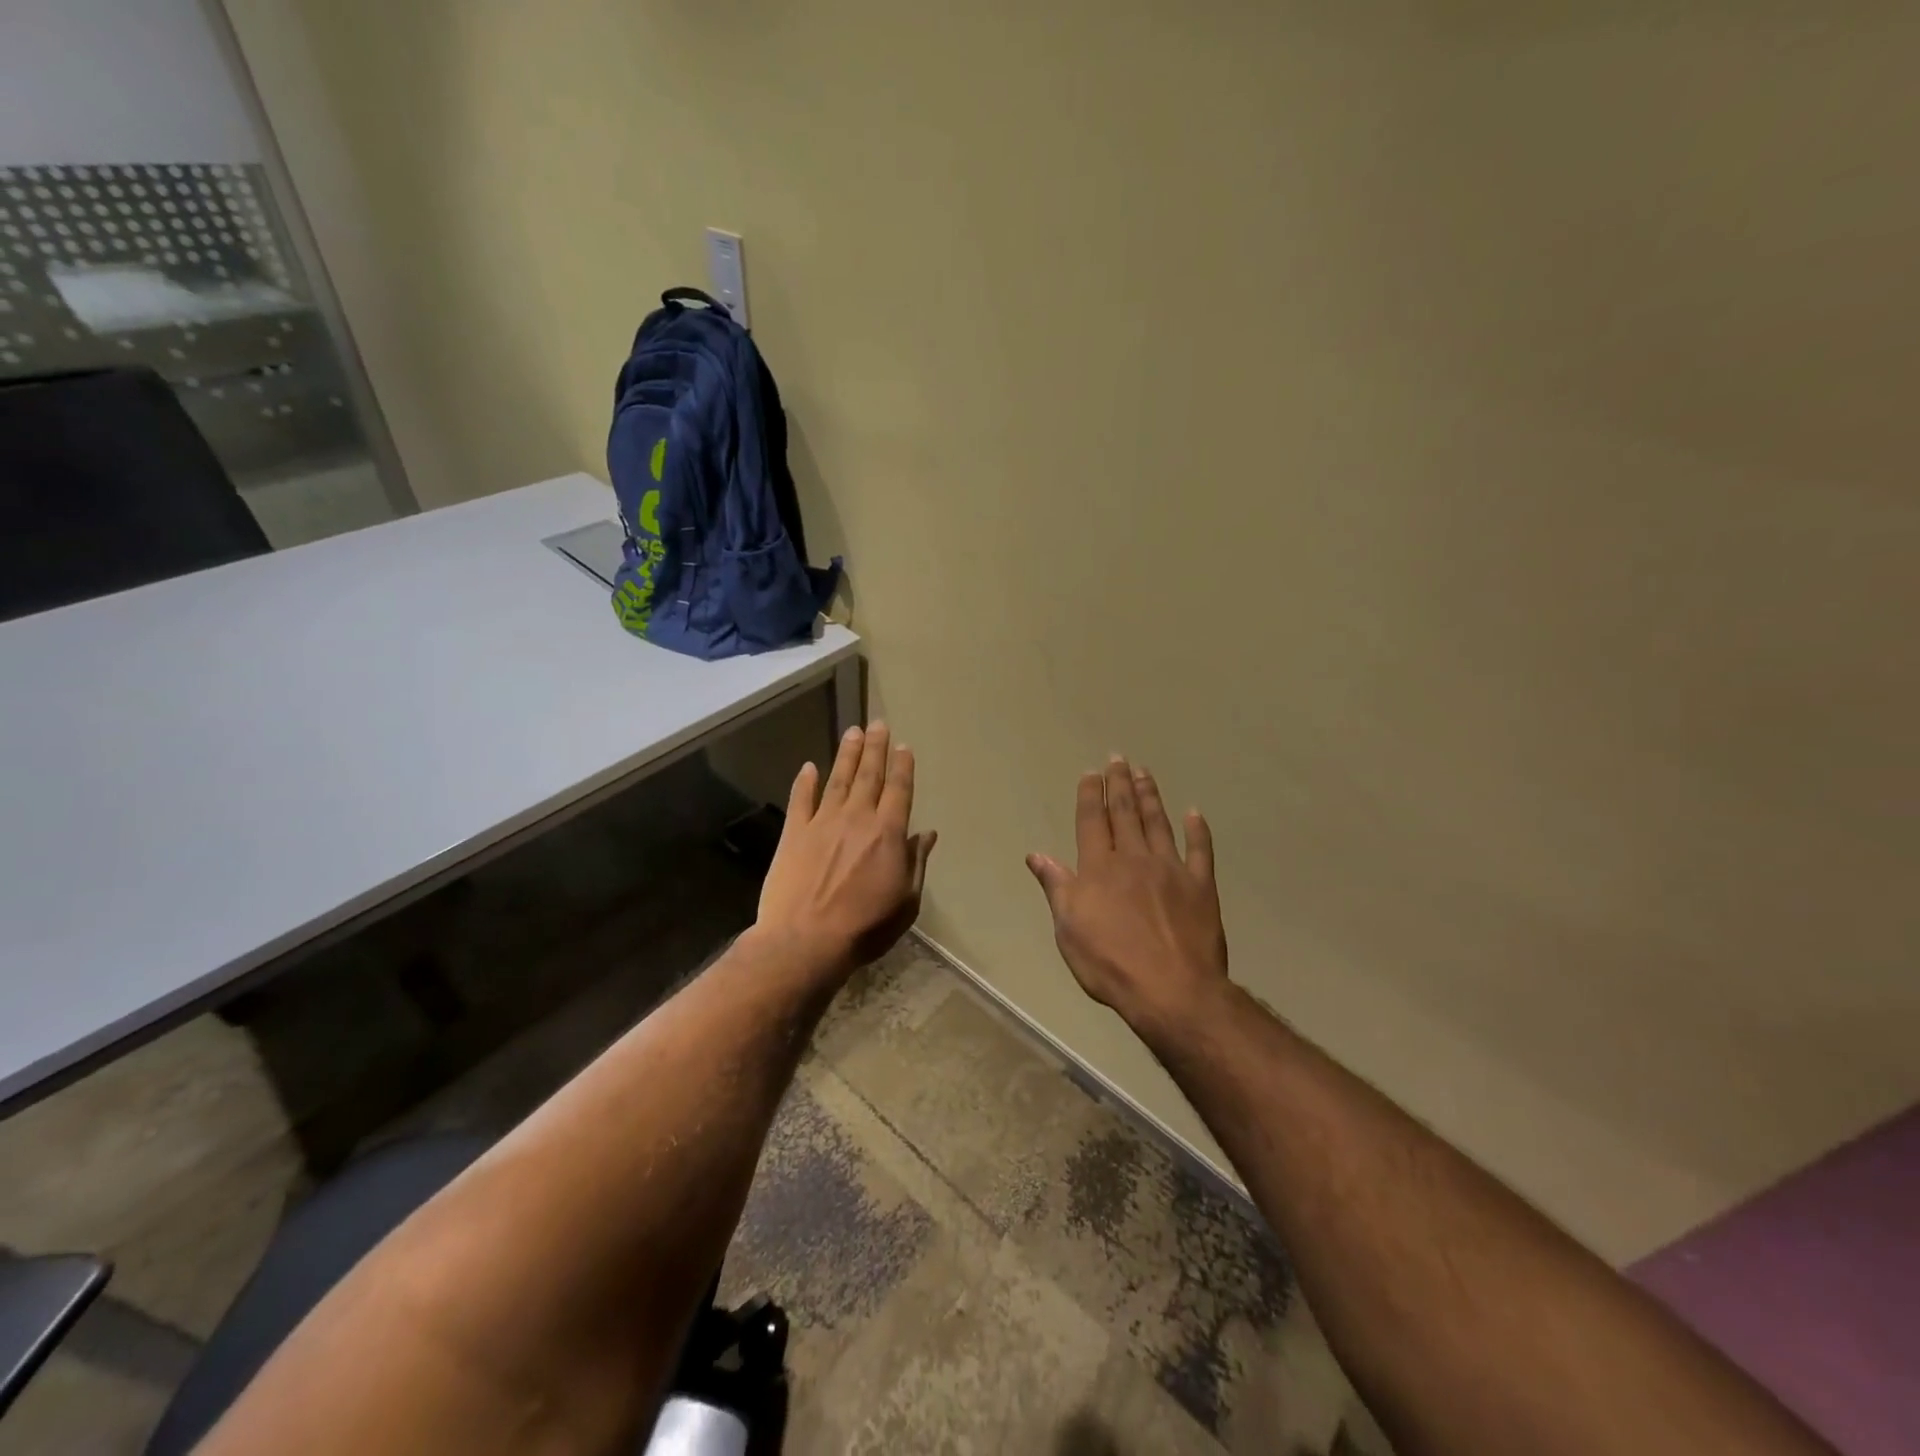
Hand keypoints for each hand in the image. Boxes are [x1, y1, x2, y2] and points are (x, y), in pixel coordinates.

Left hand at [756, 722, 936, 980]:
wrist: (806, 941)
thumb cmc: (865, 927)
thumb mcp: (906, 901)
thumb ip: (916, 863)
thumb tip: (927, 834)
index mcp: (888, 833)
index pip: (899, 790)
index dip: (902, 767)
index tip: (904, 746)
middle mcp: (857, 818)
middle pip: (869, 776)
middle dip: (876, 748)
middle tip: (878, 724)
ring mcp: (822, 823)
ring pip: (838, 780)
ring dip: (847, 755)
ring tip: (853, 732)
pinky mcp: (794, 834)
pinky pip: (801, 800)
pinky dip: (805, 782)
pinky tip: (809, 766)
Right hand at [1027, 757, 1228, 1037]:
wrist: (1171, 989)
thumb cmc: (1110, 963)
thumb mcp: (1068, 929)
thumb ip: (1056, 887)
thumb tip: (1036, 855)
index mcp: (1099, 868)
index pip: (1092, 821)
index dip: (1091, 794)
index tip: (1092, 773)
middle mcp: (1133, 858)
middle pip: (1125, 813)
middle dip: (1120, 783)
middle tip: (1118, 758)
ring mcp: (1170, 869)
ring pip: (1158, 823)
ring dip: (1150, 796)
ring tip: (1145, 772)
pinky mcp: (1200, 886)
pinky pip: (1200, 851)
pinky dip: (1197, 830)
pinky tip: (1194, 813)